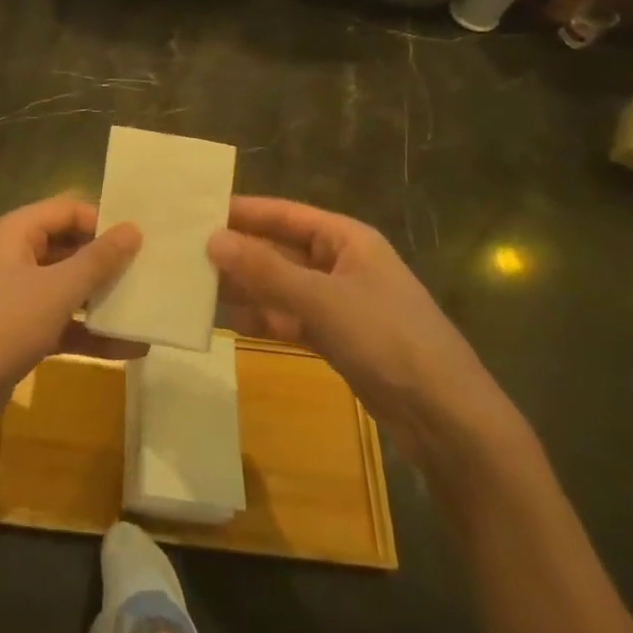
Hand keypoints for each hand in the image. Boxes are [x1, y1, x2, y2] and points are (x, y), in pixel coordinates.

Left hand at [0, 196, 142, 453]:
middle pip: (70, 246)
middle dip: (108, 261)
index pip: (68, 210)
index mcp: (17, 231)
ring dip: (104, 299)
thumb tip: (133, 228)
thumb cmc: (4, 327)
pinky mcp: (21, 331)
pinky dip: (91, 332)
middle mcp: (16, 255)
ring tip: (149, 308)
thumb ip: (98, 260)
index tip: (143, 242)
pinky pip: (63, 321)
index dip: (103, 222)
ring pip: (69, 286)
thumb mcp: (57, 290)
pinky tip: (131, 349)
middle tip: (153, 273)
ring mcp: (18, 294)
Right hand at [209, 196, 519, 466]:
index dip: (242, 211)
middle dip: (237, 252)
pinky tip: (224, 319)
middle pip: (279, 249)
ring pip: (279, 286)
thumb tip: (211, 239)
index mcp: (346, 239)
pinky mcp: (336, 339)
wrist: (449, 422)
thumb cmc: (389, 341)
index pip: (284, 214)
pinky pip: (287, 318)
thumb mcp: (322, 300)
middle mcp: (340, 263)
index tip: (196, 210)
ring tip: (193, 285)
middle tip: (184, 251)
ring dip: (243, 286)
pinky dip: (260, 317)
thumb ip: (265, 270)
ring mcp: (338, 303)